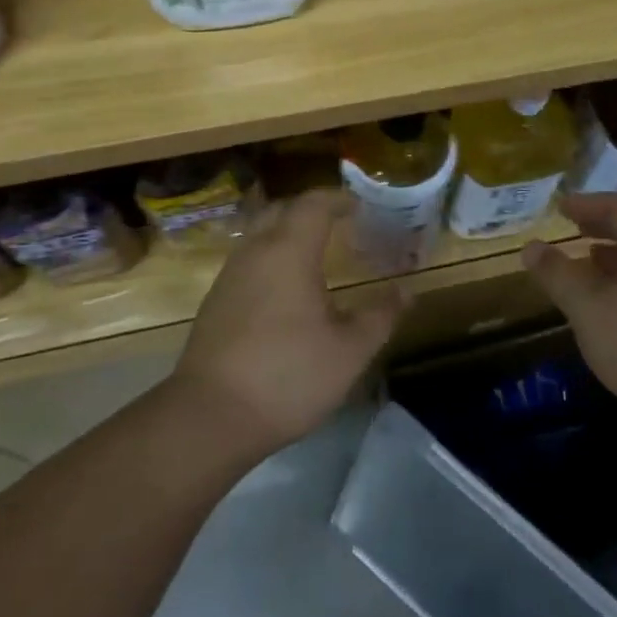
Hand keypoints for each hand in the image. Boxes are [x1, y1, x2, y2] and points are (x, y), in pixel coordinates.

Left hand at [175, 189, 403, 454]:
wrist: (210, 417)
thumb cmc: (288, 376)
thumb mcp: (349, 351)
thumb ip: (380, 316)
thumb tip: (407, 291)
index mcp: (289, 251)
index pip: (313, 204)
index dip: (338, 199)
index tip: (359, 206)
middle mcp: (255, 252)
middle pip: (282, 210)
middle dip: (311, 209)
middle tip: (339, 222)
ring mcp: (230, 276)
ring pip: (260, 234)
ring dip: (288, 232)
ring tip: (316, 252)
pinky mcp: (215, 301)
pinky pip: (248, 259)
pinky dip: (271, 256)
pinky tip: (286, 288)